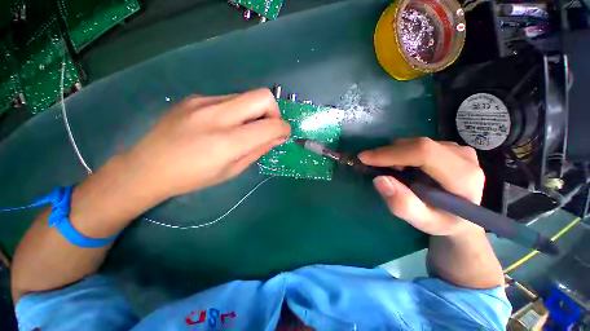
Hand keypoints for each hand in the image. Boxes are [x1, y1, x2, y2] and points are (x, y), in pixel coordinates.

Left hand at [125, 89, 290, 198]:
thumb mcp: (232, 170)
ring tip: (243, 129)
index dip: (284, 129)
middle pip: (262, 96)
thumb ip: (258, 150)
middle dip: (274, 111)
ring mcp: (203, 102)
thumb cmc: (193, 177)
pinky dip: (237, 111)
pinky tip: (223, 125)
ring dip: (254, 112)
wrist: (147, 167)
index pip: (270, 126)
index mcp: (227, 142)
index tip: (283, 134)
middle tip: (268, 127)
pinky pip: (229, 99)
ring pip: (246, 96)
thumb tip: (276, 137)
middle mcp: (217, 115)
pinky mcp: (195, 97)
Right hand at [358, 138, 484, 236]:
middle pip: (417, 145)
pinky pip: (417, 144)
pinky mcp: (449, 146)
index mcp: (463, 177)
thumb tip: (379, 179)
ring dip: (394, 154)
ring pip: (415, 143)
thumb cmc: (443, 221)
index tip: (364, 158)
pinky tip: (401, 166)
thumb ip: (403, 204)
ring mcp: (457, 148)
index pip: (423, 153)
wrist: (463, 216)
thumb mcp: (422, 222)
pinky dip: (401, 153)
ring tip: (390, 171)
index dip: (391, 153)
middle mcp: (463, 156)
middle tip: (372, 166)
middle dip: (388, 154)